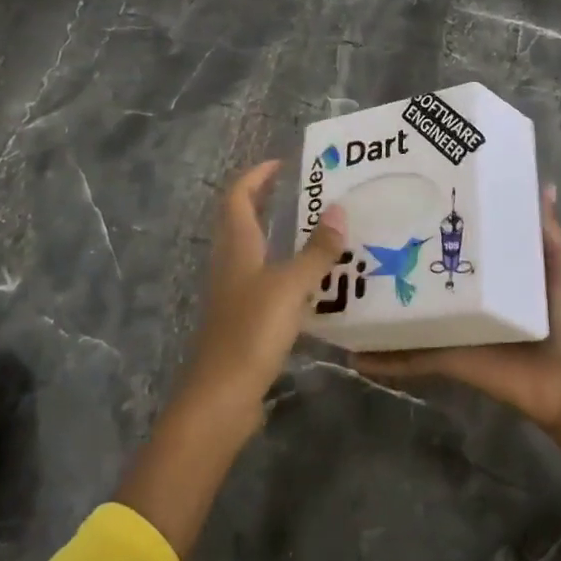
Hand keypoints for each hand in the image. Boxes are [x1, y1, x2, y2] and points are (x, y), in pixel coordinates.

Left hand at [177, 160, 347, 428]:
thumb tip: (339, 210)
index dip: (256, 176)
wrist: (221, 397)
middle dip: (268, 201)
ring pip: (255, 252)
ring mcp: (234, 293)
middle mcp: (231, 264)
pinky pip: (265, 282)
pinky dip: (286, 272)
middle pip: (243, 220)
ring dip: (279, 236)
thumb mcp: (290, 286)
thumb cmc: (252, 331)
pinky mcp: (242, 320)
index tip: (283, 163)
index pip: (238, 196)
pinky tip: (313, 284)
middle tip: (305, 193)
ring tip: (318, 233)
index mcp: (237, 247)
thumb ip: (317, 251)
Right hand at [357, 185, 560, 431]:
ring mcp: (454, 327)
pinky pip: (411, 356)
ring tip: (340, 282)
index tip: (408, 189)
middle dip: (396, 254)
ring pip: (409, 311)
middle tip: (357, 229)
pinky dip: (384, 357)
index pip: (460, 238)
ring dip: (379, 303)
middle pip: (426, 271)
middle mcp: (469, 294)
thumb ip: (545, 231)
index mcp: (495, 270)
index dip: (437, 218)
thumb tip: (544, 186)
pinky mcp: (448, 357)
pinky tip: (353, 350)